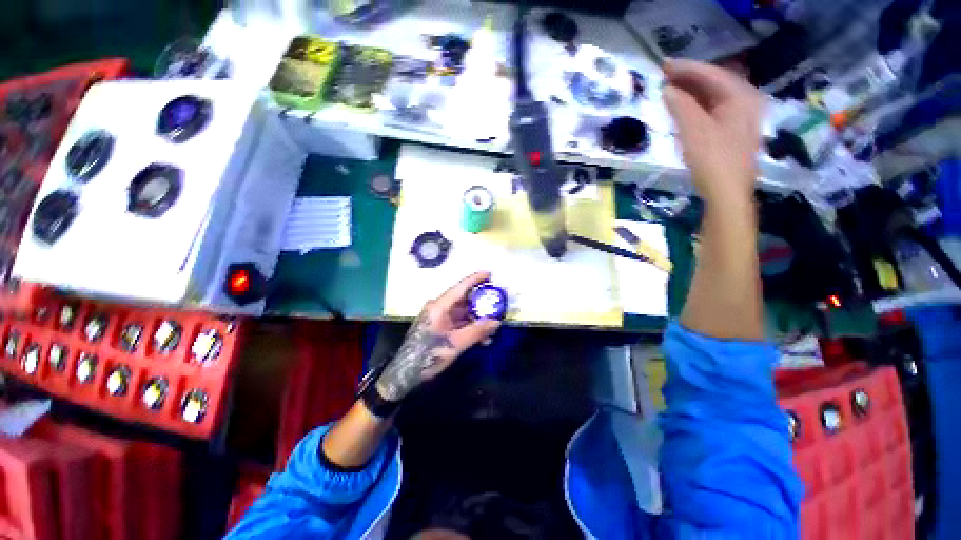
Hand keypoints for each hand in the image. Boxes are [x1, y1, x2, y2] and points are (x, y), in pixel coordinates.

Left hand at [374, 272, 500, 401]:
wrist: (405, 372)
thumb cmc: (428, 355)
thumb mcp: (455, 344)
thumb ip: (477, 331)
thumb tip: (497, 322)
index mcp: (439, 306)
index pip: (460, 287)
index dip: (475, 279)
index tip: (490, 274)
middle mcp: (438, 307)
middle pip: (463, 298)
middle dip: (481, 301)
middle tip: (497, 302)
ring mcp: (439, 317)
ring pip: (462, 311)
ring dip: (477, 318)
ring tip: (493, 325)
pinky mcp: (439, 327)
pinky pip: (458, 322)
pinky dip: (470, 326)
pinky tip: (482, 338)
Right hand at [663, 58, 763, 203]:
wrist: (727, 192)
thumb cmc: (713, 159)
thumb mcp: (694, 130)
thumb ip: (681, 106)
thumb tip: (668, 89)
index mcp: (741, 96)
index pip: (711, 74)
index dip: (686, 68)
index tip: (664, 65)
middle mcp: (746, 102)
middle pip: (716, 82)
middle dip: (690, 78)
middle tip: (665, 76)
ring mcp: (742, 118)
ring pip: (715, 97)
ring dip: (693, 92)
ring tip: (671, 90)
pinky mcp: (734, 132)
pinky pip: (715, 110)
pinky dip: (698, 106)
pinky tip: (685, 109)